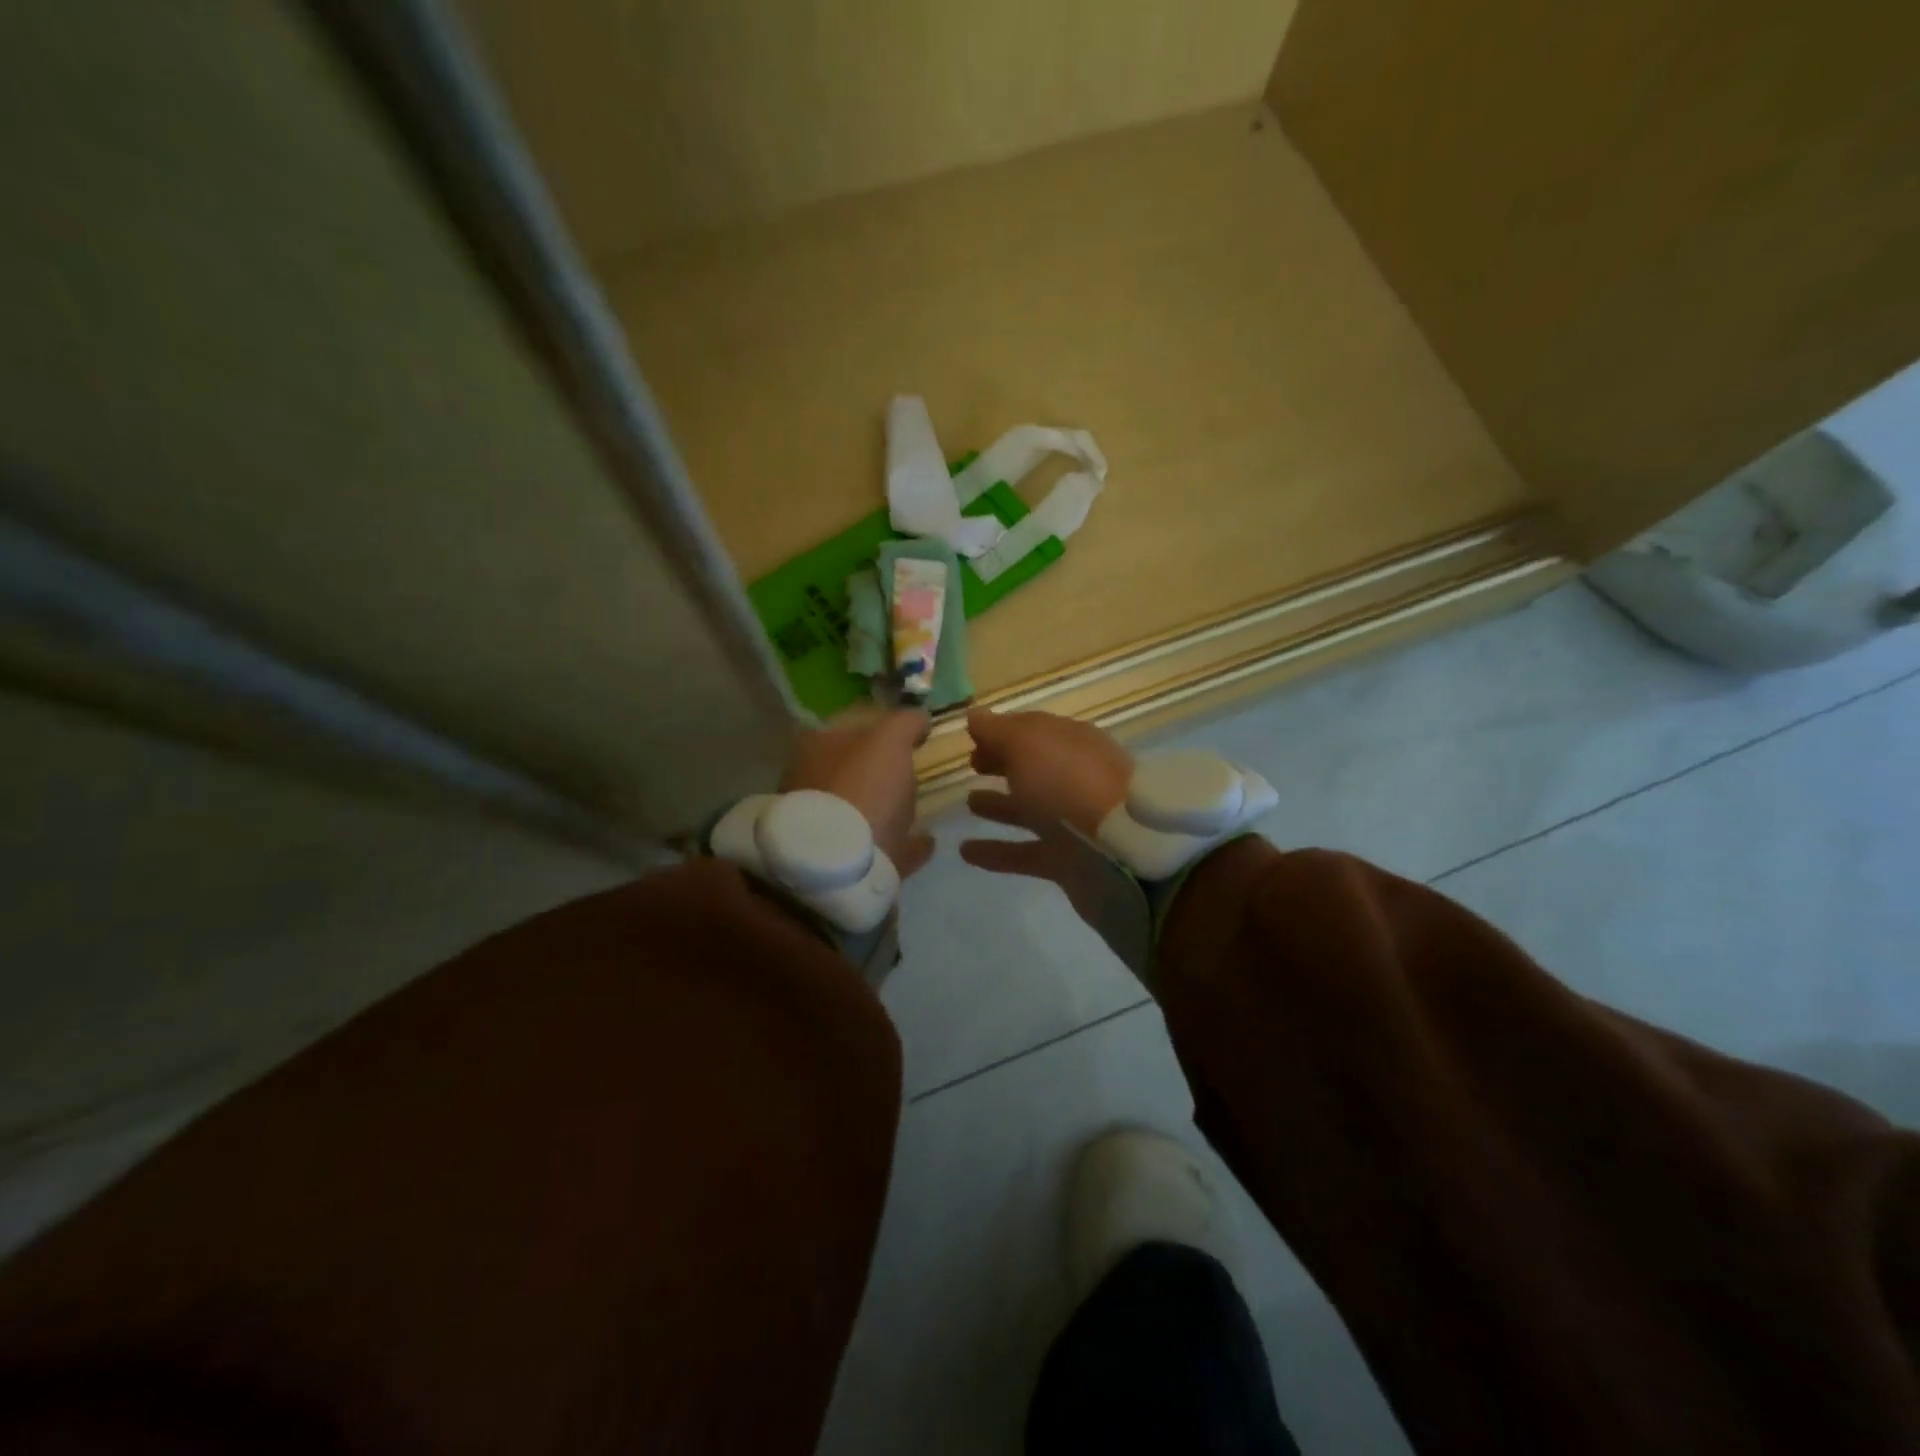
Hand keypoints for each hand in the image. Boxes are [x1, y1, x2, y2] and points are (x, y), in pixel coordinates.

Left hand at [783, 707, 935, 877]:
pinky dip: (900, 843)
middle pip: (855, 770)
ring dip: (889, 809)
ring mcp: (823, 824)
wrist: (841, 862)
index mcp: (817, 747)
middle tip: (914, 774)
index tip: (911, 738)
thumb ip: (906, 722)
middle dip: (880, 772)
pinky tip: (925, 842)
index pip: (851, 727)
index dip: (882, 729)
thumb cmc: (862, 787)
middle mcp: (813, 782)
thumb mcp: (890, 740)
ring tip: (920, 811)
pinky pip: (879, 847)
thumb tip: (920, 716)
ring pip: (863, 809)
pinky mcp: (840, 862)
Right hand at [962, 708, 1132, 836]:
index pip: (1032, 730)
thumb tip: (974, 715)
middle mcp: (1073, 777)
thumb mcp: (1027, 745)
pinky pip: (1024, 853)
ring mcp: (1072, 821)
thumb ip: (997, 731)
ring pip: (1029, 809)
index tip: (971, 738)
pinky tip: (965, 851)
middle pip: (1032, 767)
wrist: (1122, 851)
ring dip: (999, 805)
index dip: (1002, 731)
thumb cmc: (1069, 783)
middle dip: (1003, 763)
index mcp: (1070, 742)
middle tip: (972, 765)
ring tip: (967, 804)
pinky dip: (996, 852)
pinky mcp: (1067, 860)